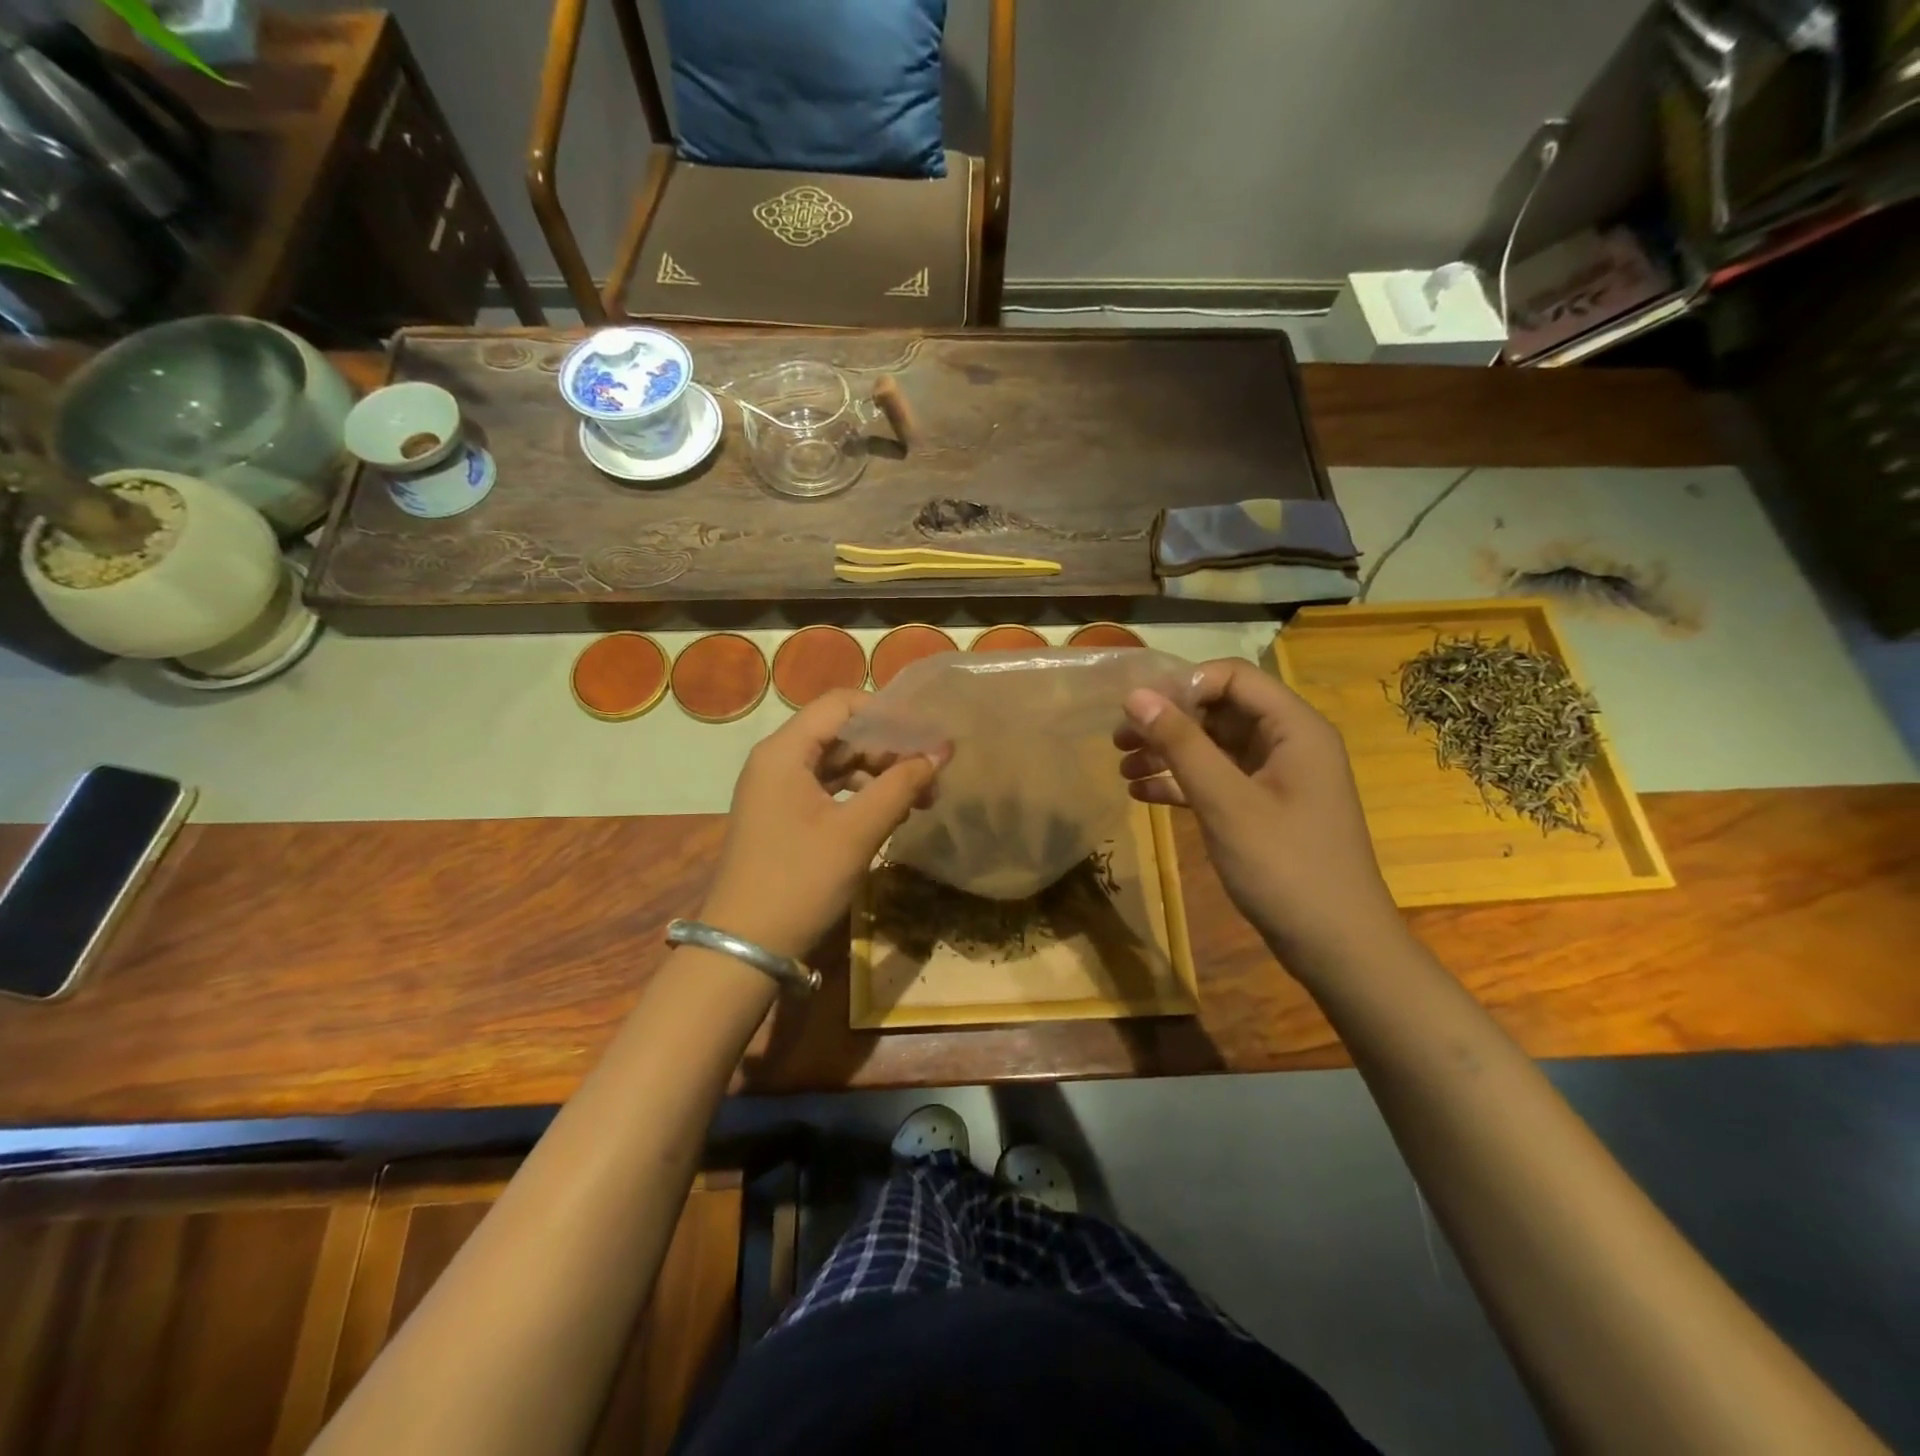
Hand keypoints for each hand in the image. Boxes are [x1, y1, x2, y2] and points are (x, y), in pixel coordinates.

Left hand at [700, 689, 947, 961]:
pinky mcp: (782, 816)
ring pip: (837, 762)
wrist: (746, 947)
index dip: (888, 714)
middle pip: (841, 733)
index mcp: (784, 751)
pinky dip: (860, 794)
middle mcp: (776, 760)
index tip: (927, 737)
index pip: (841, 704)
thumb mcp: (856, 832)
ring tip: (920, 798)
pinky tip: (890, 813)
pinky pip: (827, 789)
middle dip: (889, 749)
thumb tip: (941, 752)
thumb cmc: (799, 880)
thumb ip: (900, 786)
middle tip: (931, 775)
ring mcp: (777, 789)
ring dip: (879, 774)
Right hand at [1115, 659, 1402, 978]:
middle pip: (1219, 710)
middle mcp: (1288, 743)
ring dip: (1168, 752)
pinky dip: (1181, 782)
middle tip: (1118, 739)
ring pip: (1213, 746)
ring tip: (1122, 766)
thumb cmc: (1285, 867)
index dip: (1182, 685)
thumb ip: (1181, 745)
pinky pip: (1217, 780)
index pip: (1232, 677)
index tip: (1136, 710)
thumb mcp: (1226, 802)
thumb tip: (1135, 696)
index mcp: (1294, 728)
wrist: (1336, 946)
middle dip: (1168, 721)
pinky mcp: (1263, 808)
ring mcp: (1276, 778)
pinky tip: (1142, 793)